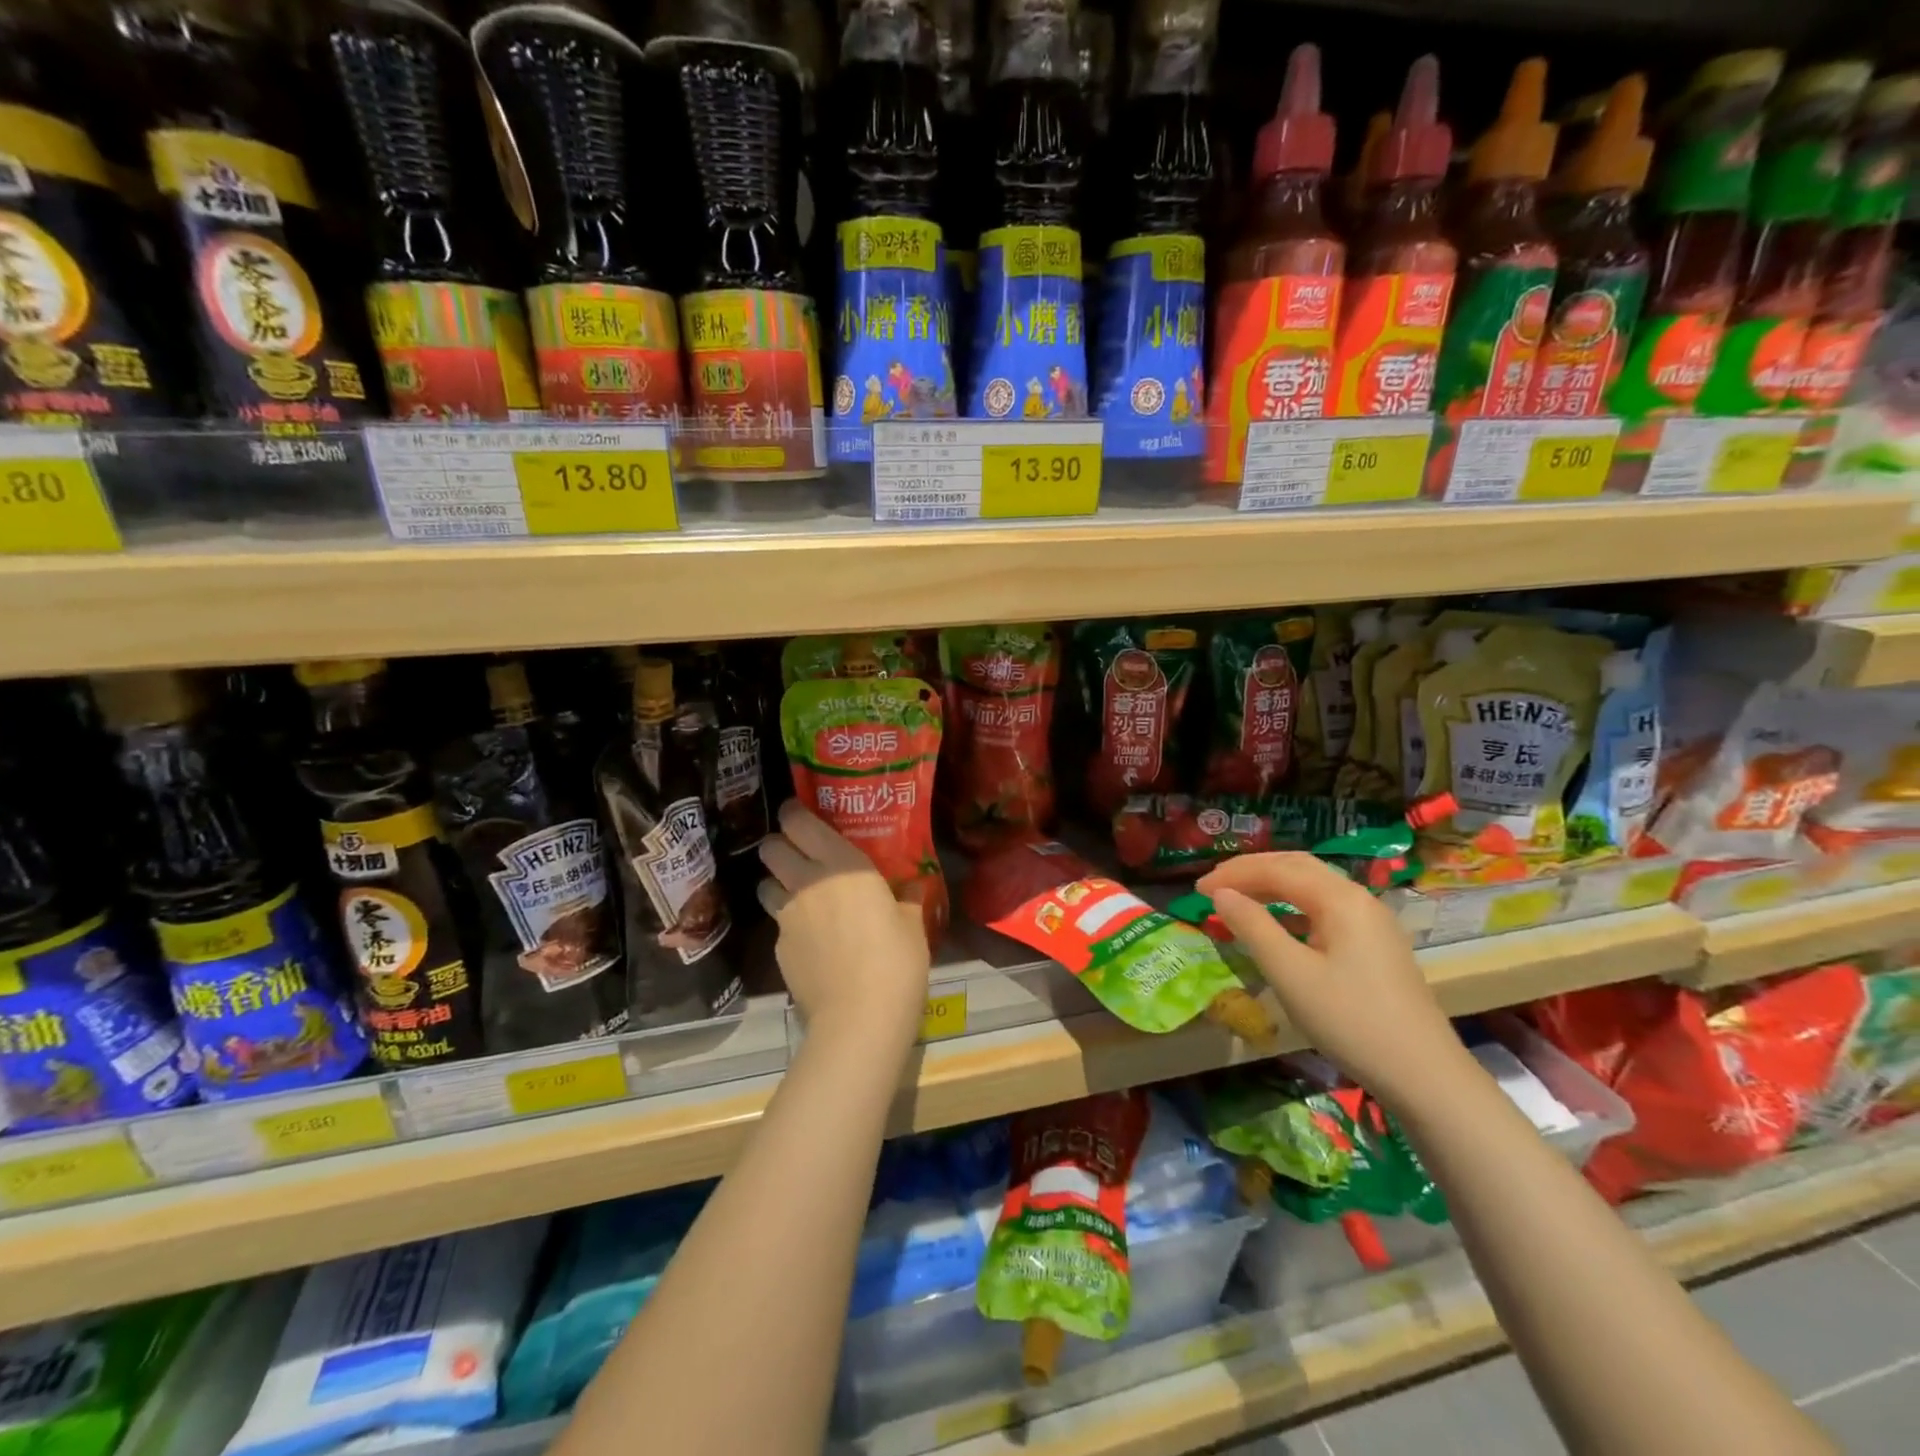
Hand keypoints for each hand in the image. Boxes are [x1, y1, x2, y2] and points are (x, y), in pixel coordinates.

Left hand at [758, 801, 929, 1052]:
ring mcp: (787, 916)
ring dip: (776, 883)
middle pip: (771, 848)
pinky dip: (787, 925)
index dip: (793, 813)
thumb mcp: (912, 924)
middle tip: (798, 854)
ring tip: (796, 895)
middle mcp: (806, 882)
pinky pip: (776, 925)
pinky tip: (808, 940)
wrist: (859, 1017)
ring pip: (764, 885)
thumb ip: (908, 898)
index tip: (799, 813)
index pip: (799, 822)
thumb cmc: (895, 959)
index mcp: (841, 863)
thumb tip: (913, 885)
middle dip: (779, 846)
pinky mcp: (777, 949)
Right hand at [1196, 853, 1469, 1111]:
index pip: (1277, 869)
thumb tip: (1221, 894)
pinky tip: (1278, 924)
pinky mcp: (1376, 944)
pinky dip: (1292, 906)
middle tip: (1213, 887)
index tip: (1197, 890)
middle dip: (1251, 871)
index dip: (1233, 874)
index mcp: (1340, 899)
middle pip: (1297, 867)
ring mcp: (1372, 921)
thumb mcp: (1290, 974)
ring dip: (1271, 885)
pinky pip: (1325, 908)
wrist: (1425, 1075)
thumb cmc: (1350, 1021)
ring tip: (1237, 899)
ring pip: (1312, 886)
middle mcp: (1358, 898)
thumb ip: (1252, 927)